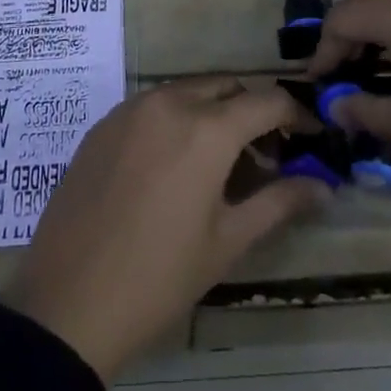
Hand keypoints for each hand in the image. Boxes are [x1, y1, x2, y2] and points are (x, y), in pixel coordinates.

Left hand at [1, 78, 328, 381]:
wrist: (67, 302)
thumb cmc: (159, 277)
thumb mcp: (227, 242)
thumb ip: (279, 203)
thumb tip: (323, 186)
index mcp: (206, 128)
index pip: (267, 100)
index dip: (296, 114)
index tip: (311, 137)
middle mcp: (169, 102)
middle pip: (227, 87)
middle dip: (253, 110)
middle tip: (266, 154)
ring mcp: (130, 109)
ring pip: (188, 91)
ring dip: (214, 112)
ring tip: (221, 162)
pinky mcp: (103, 124)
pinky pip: (153, 105)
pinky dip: (177, 119)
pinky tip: (174, 165)